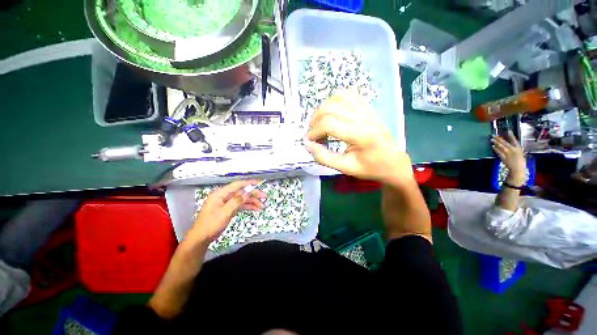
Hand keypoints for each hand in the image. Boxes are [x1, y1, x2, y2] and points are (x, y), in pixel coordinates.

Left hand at [186, 180, 265, 244]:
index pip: (237, 185)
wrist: (201, 238)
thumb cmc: (211, 224)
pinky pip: (240, 205)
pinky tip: (256, 209)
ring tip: (262, 206)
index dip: (249, 183)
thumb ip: (237, 201)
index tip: (260, 183)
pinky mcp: (228, 208)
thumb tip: (248, 192)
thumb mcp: (225, 212)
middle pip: (242, 192)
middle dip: (253, 194)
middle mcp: (224, 196)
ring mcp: (226, 202)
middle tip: (264, 197)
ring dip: (252, 201)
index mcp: (220, 194)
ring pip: (242, 199)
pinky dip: (248, 206)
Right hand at [305, 90, 413, 185]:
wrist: (393, 162)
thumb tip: (308, 144)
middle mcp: (364, 118)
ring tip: (321, 122)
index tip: (309, 141)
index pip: (329, 124)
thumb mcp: (345, 168)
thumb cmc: (370, 168)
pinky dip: (335, 100)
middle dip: (315, 120)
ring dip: (324, 108)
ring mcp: (367, 110)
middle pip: (331, 108)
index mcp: (361, 135)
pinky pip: (349, 94)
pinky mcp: (368, 108)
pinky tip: (332, 113)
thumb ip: (324, 157)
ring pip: (339, 97)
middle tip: (313, 134)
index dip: (314, 131)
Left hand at [492, 131, 525, 184]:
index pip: (515, 140)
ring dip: (496, 143)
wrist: (518, 170)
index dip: (512, 136)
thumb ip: (516, 150)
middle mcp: (513, 150)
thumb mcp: (520, 154)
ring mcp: (508, 154)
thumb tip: (512, 147)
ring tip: (492, 139)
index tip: (509, 131)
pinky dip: (495, 149)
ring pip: (501, 147)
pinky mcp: (504, 158)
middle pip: (505, 143)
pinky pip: (499, 152)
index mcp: (519, 149)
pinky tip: (492, 146)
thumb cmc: (520, 163)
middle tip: (494, 135)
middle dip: (499, 139)